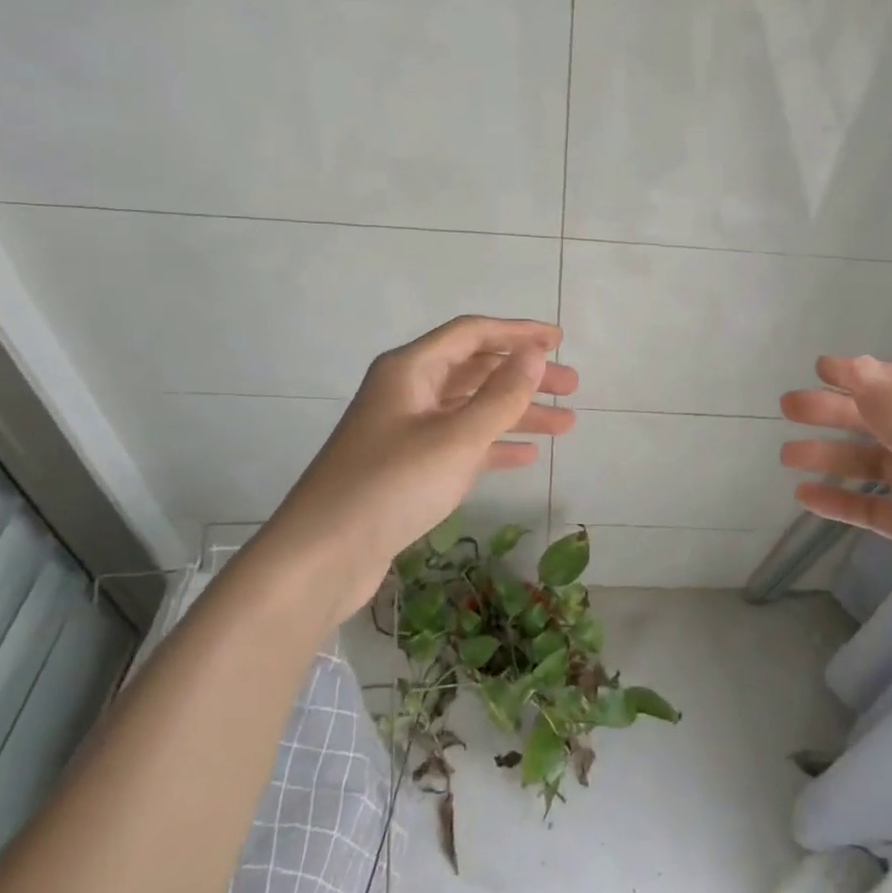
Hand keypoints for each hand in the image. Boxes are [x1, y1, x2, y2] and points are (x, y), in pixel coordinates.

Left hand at [262, 316, 576, 617]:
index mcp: (410, 370)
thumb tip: (535, 355)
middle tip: (572, 387)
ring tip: (565, 425)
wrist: (320, 559)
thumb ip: (501, 395)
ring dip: (516, 413)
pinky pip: (460, 442)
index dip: (518, 333)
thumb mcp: (456, 438)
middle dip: (524, 376)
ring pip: (471, 409)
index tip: (558, 340)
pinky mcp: (406, 467)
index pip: (472, 334)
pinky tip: (526, 455)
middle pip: (475, 370)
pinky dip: (493, 444)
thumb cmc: (390, 486)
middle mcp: (407, 391)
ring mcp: (405, 430)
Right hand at [780, 356, 891, 687]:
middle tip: (789, 408)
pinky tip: (807, 499)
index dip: (867, 376)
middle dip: (840, 414)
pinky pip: (878, 507)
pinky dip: (845, 500)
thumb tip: (858, 366)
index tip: (819, 372)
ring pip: (879, 464)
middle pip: (890, 422)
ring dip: (835, 457)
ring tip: (788, 456)